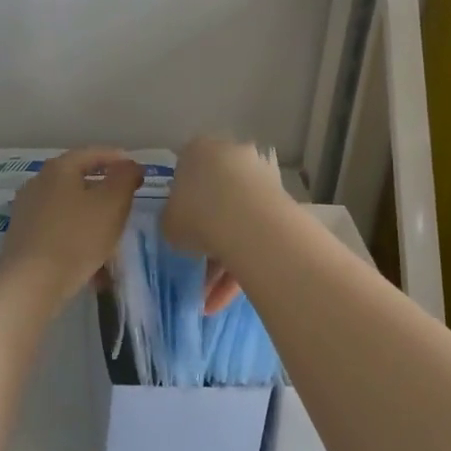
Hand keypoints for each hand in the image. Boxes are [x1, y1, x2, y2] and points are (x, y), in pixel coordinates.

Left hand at [0, 148, 143, 307]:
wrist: (31, 283)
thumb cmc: (77, 236)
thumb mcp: (112, 203)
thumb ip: (125, 178)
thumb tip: (129, 165)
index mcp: (59, 168)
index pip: (92, 153)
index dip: (118, 160)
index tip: (137, 172)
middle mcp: (38, 183)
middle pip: (78, 181)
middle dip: (105, 193)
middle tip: (126, 205)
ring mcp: (27, 211)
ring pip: (70, 209)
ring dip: (92, 220)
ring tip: (113, 239)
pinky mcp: (23, 238)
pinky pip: (59, 231)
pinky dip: (78, 240)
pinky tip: (93, 265)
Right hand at [162, 138, 290, 312]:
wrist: (247, 223)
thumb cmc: (195, 213)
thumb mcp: (167, 222)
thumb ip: (172, 220)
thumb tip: (180, 226)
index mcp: (199, 150)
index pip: (186, 172)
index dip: (181, 202)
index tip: (180, 228)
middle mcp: (232, 156)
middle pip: (216, 196)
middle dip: (207, 234)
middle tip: (197, 266)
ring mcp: (261, 179)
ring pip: (237, 221)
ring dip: (224, 259)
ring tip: (210, 299)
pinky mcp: (282, 204)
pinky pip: (256, 236)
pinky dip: (242, 265)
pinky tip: (225, 300)